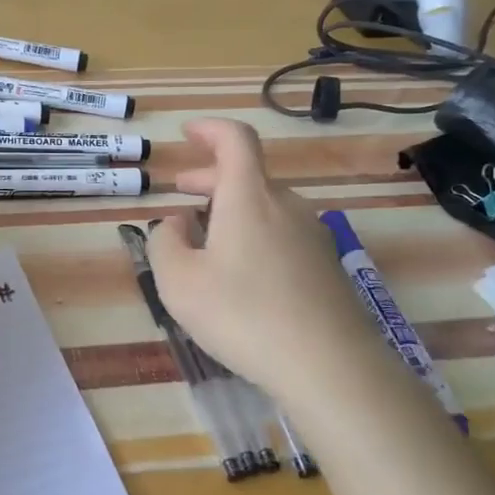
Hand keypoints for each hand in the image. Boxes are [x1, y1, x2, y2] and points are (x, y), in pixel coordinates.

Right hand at [147, 119, 373, 399]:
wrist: (330, 365)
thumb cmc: (242, 315)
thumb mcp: (179, 282)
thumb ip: (164, 244)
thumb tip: (175, 224)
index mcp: (249, 198)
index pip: (235, 139)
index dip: (210, 128)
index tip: (187, 132)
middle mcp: (286, 206)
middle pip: (248, 175)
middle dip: (210, 177)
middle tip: (181, 190)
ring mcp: (312, 235)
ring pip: (266, 206)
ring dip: (232, 208)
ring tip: (205, 237)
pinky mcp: (327, 266)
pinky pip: (282, 233)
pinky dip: (254, 233)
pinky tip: (241, 272)